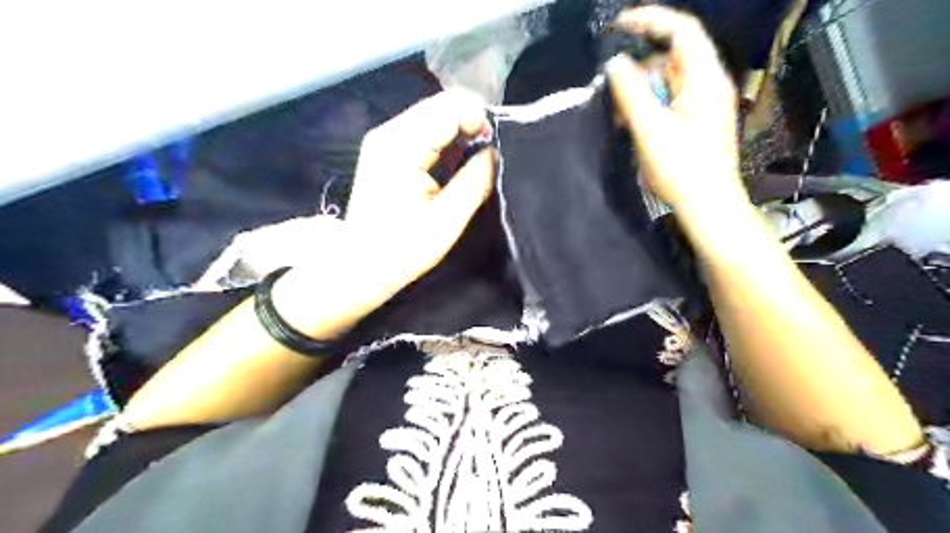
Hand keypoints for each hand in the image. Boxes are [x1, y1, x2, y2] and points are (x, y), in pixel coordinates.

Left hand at [274, 89, 493, 340]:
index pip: (450, 107)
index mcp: (403, 145)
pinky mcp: (385, 150)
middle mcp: (390, 132)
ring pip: (434, 116)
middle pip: (441, 105)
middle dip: (470, 125)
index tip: (494, 151)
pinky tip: (450, 168)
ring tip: (470, 166)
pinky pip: (423, 131)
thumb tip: (493, 153)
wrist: (359, 265)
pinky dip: (444, 143)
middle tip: (485, 160)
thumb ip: (475, 180)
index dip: (479, 121)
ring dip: (458, 135)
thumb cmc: (403, 248)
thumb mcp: (447, 219)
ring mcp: (385, 139)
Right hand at [608, 4, 748, 215]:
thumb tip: (615, 64)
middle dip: (640, 69)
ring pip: (667, 81)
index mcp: (704, 78)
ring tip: (626, 118)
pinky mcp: (695, 121)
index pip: (681, 30)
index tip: (618, 26)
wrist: (707, 205)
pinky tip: (638, 127)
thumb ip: (631, 93)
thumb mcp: (651, 129)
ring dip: (642, 92)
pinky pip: (669, 100)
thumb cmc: (683, 168)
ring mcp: (702, 104)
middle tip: (616, 93)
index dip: (650, 20)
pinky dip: (650, 107)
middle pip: (670, 57)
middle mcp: (707, 84)